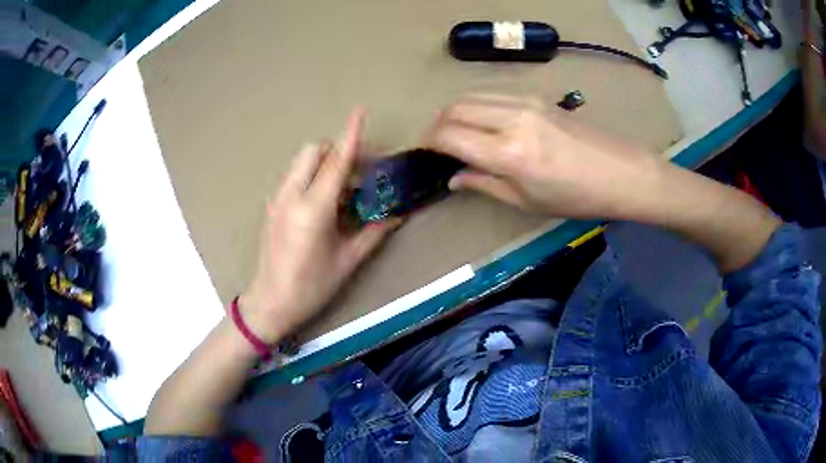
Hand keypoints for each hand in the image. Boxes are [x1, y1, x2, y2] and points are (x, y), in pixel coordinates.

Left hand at [240, 109, 396, 343]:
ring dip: (325, 164)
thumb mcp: (347, 261)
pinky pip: (295, 176)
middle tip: (360, 173)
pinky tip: (325, 202)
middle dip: (338, 151)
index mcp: (313, 210)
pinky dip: (313, 176)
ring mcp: (277, 199)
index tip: (360, 111)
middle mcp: (291, 196)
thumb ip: (374, 233)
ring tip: (345, 190)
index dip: (350, 135)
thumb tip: (398, 215)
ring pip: (302, 162)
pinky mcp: (272, 205)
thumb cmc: (311, 287)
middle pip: (313, 151)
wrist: (270, 302)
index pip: (336, 163)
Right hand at [424, 94, 661, 219]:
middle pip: (454, 108)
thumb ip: (485, 184)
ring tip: (456, 132)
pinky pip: (493, 93)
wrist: (622, 172)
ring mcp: (525, 101)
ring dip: (455, 111)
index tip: (425, 153)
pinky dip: (477, 105)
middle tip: (437, 144)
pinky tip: (483, 121)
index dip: (429, 143)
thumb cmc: (577, 198)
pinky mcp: (536, 96)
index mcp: (508, 153)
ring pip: (471, 95)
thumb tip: (454, 177)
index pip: (449, 136)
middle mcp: (511, 118)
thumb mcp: (527, 201)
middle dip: (437, 124)